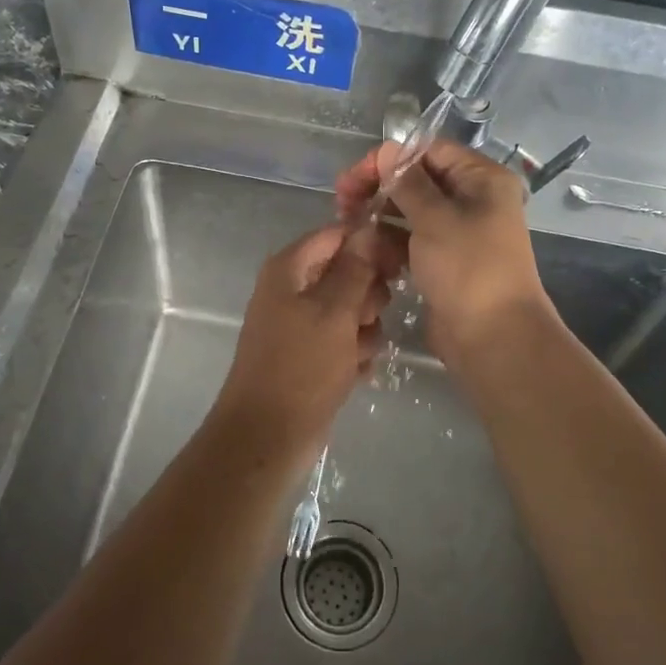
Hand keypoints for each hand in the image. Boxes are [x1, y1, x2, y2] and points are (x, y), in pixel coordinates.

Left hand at [210, 223, 401, 458]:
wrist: (268, 436)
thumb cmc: (301, 367)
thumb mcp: (334, 313)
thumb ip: (355, 269)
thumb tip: (368, 227)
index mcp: (290, 269)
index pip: (337, 235)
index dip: (369, 244)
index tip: (397, 264)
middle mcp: (293, 289)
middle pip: (347, 271)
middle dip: (367, 294)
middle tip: (368, 316)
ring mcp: (301, 323)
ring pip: (352, 309)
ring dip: (365, 329)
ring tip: (357, 352)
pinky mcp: (311, 354)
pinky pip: (345, 340)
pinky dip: (354, 353)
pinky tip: (355, 372)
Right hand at [336, 140, 552, 361]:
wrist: (493, 339)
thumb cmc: (468, 269)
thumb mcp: (435, 219)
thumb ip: (407, 182)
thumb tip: (387, 150)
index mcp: (481, 179)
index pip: (430, 152)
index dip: (390, 158)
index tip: (354, 176)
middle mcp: (473, 199)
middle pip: (418, 180)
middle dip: (379, 187)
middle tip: (341, 201)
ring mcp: (459, 232)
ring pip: (411, 211)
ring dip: (380, 214)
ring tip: (347, 224)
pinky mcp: (444, 260)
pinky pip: (412, 239)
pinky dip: (390, 240)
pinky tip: (365, 247)